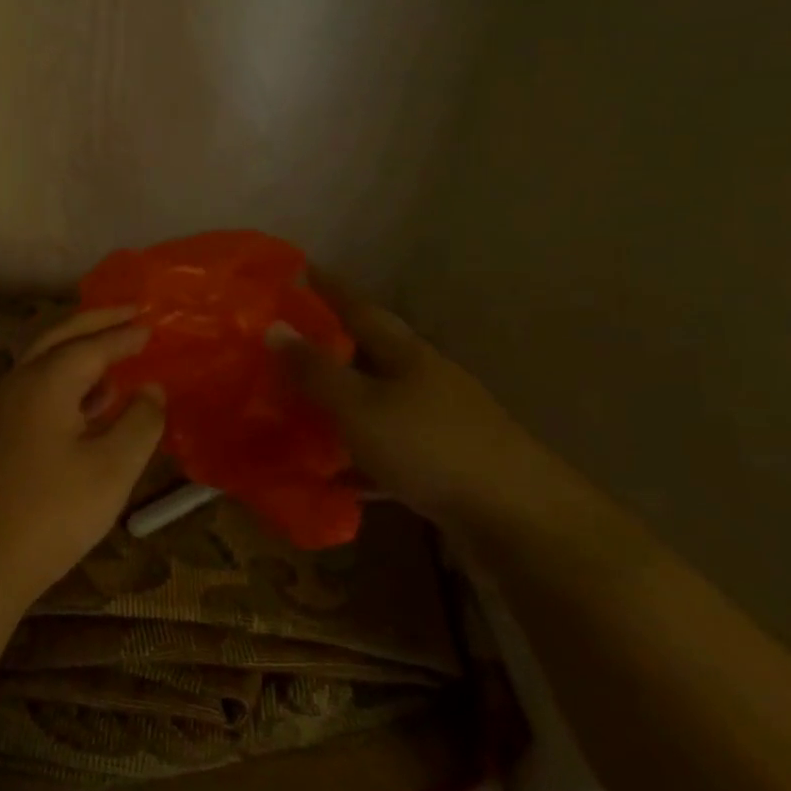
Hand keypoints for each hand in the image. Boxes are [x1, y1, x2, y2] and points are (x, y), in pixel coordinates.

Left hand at [0, 308, 165, 610]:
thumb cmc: (51, 513)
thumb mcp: (112, 469)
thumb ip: (140, 422)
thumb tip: (152, 389)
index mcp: (46, 381)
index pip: (92, 345)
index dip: (124, 336)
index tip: (152, 327)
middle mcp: (18, 383)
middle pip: (59, 338)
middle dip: (96, 323)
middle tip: (130, 314)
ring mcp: (0, 408)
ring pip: (42, 362)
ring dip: (78, 351)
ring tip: (114, 357)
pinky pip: (35, 389)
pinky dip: (64, 381)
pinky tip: (87, 405)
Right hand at [275, 274, 576, 528]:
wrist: (517, 521)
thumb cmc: (429, 447)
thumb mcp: (360, 406)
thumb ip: (315, 370)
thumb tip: (273, 327)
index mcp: (406, 355)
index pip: (359, 309)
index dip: (328, 288)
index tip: (299, 269)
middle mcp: (423, 380)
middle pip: (369, 355)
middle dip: (329, 347)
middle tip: (281, 343)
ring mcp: (436, 424)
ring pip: (375, 404)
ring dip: (338, 404)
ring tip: (293, 406)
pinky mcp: (441, 466)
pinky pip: (384, 452)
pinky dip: (354, 458)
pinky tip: (328, 474)